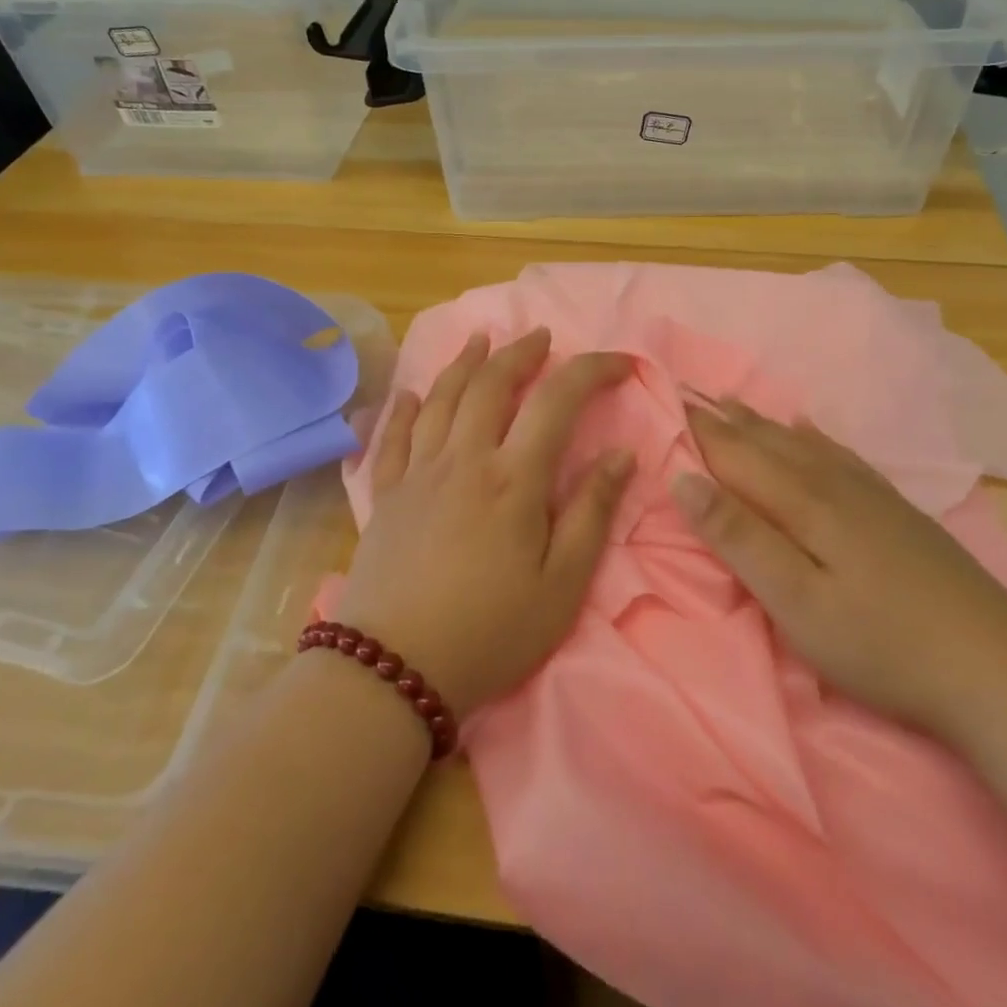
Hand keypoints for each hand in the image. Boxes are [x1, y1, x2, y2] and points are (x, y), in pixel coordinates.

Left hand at [334, 328, 634, 721]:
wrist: (394, 669)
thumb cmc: (491, 632)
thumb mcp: (561, 585)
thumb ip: (592, 514)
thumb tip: (621, 454)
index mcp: (513, 479)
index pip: (557, 401)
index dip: (590, 371)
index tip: (618, 364)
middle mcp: (463, 460)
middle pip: (491, 385)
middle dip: (520, 352)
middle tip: (541, 336)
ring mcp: (417, 473)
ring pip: (441, 399)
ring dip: (464, 363)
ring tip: (481, 340)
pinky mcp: (385, 495)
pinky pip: (393, 436)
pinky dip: (404, 407)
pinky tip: (411, 393)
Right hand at [672, 398, 1006, 730]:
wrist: (996, 665)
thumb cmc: (879, 643)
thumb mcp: (795, 600)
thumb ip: (739, 537)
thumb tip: (684, 479)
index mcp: (803, 503)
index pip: (737, 456)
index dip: (700, 433)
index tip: (666, 405)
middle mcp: (833, 484)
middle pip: (768, 442)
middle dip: (725, 420)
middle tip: (689, 395)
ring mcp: (870, 494)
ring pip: (802, 443)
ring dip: (762, 422)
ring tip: (732, 402)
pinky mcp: (895, 510)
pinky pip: (841, 455)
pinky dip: (815, 436)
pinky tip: (809, 428)